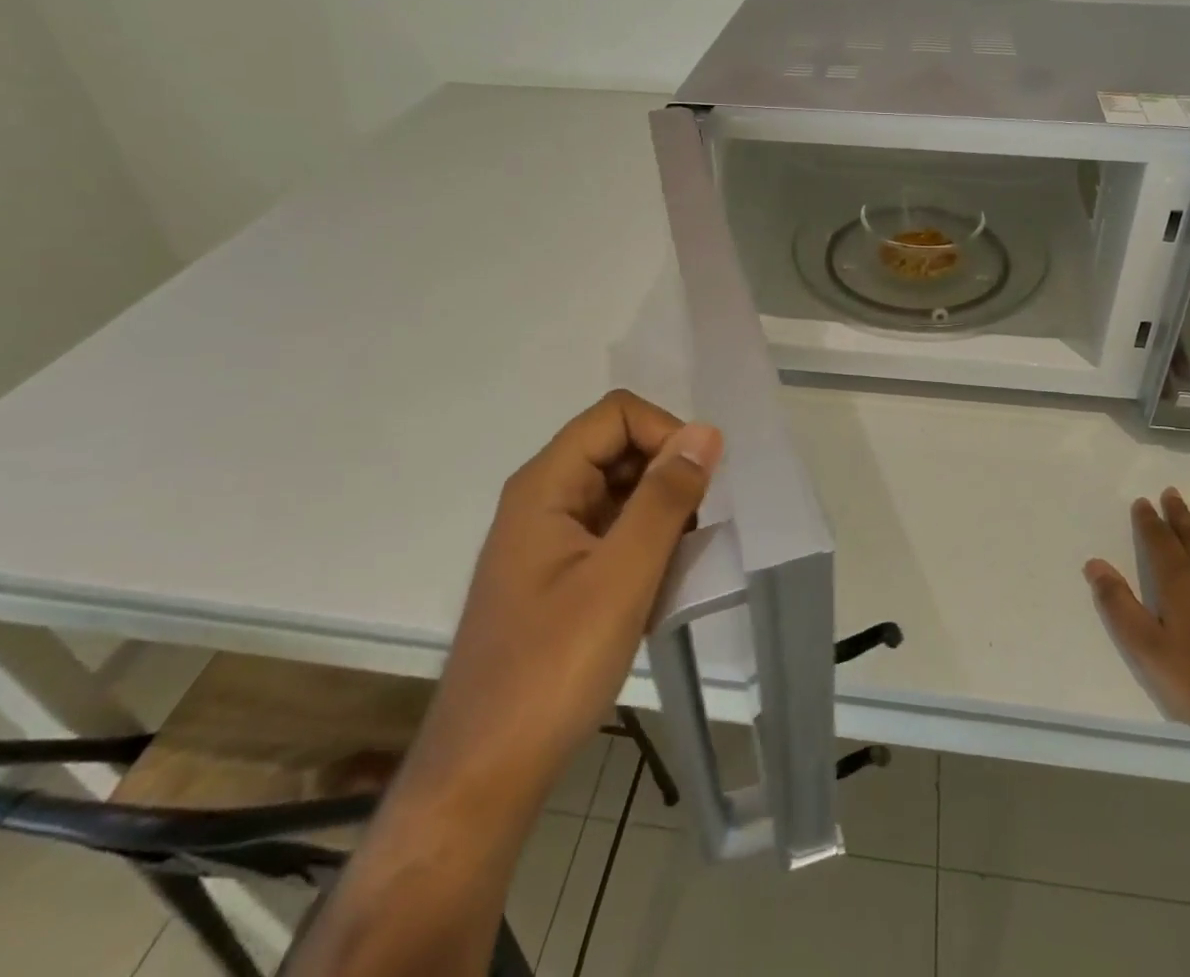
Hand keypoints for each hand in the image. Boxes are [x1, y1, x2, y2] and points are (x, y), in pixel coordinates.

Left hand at [410, 391, 721, 809]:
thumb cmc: (552, 669)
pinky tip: (658, 589)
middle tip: (695, 532)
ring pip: (620, 491)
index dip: (665, 434)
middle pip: (619, 447)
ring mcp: (548, 537)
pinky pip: (612, 531)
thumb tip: (705, 432)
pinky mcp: (557, 572)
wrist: (484, 775)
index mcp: (545, 484)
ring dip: (660, 515)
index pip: (617, 414)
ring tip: (677, 567)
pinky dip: (644, 546)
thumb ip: (665, 497)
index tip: (700, 484)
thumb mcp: (622, 577)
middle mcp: (542, 498)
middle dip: (666, 476)